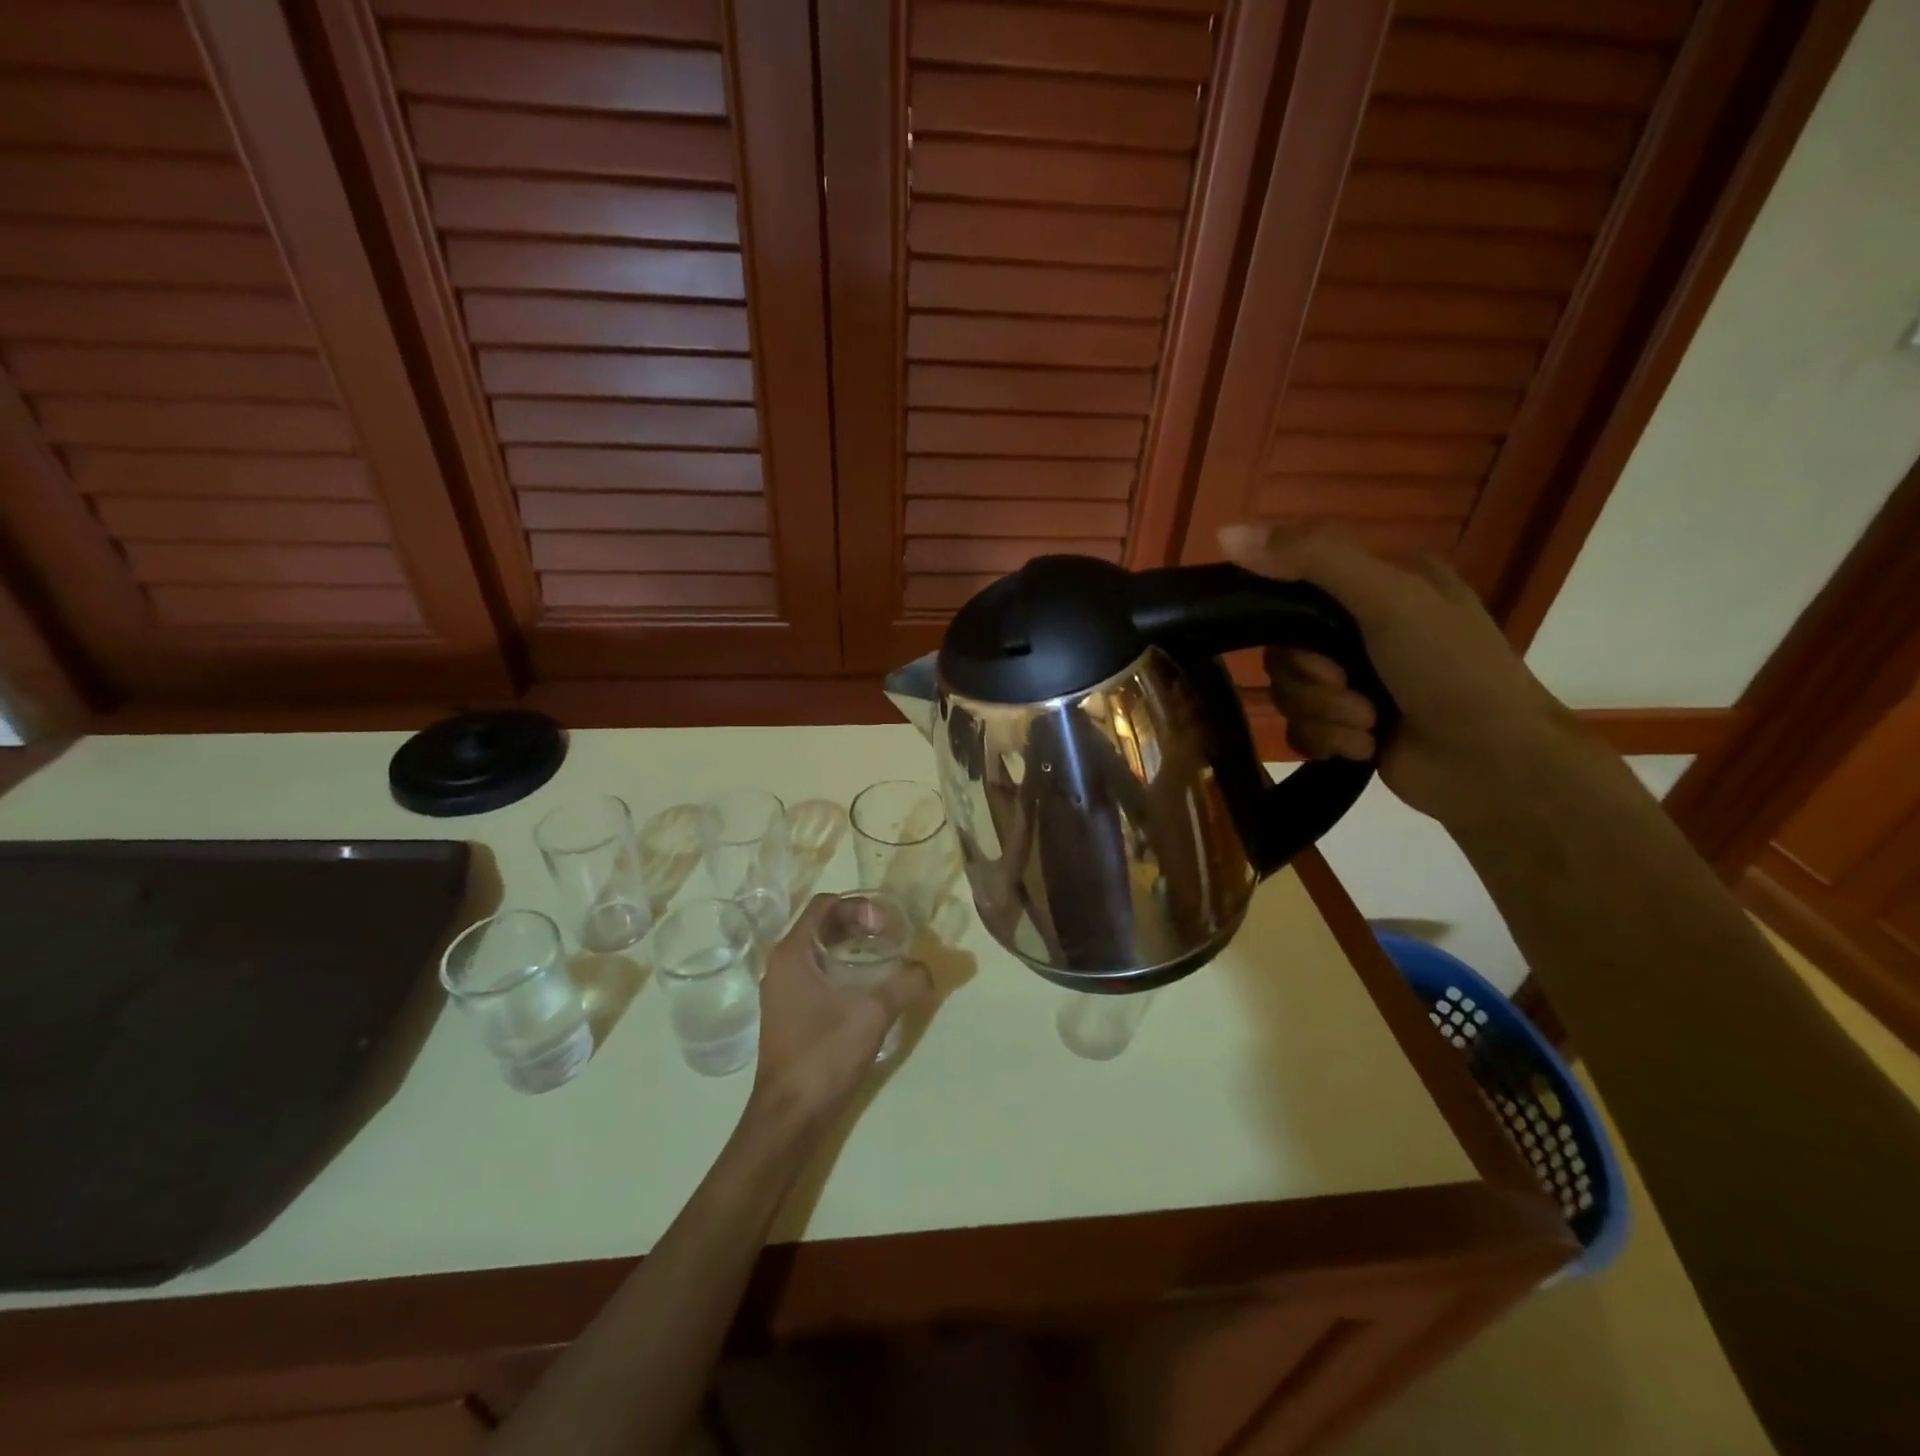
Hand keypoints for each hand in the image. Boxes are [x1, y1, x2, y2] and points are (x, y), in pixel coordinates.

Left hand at [750, 895, 931, 1122]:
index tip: (886, 926)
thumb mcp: (873, 1013)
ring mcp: (783, 991)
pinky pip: (817, 974)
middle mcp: (782, 965)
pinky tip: (869, 990)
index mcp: (792, 953)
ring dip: (852, 948)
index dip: (859, 906)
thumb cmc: (824, 1054)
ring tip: (886, 960)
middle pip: (822, 925)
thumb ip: (905, 983)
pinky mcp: (790, 1014)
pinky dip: (843, 970)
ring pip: (820, 951)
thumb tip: (927, 969)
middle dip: (858, 925)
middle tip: (891, 939)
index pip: (824, 905)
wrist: (789, 1116)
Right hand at [1217, 523, 1578, 826]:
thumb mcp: (1388, 599)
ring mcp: (1356, 681)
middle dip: (1313, 683)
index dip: (1286, 626)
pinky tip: (1364, 748)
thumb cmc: (1452, 670)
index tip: (1313, 649)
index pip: (1292, 589)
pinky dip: (1328, 742)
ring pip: (1288, 694)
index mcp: (1379, 584)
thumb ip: (1313, 560)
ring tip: (1369, 726)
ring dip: (1325, 716)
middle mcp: (1363, 628)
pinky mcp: (1348, 727)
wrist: (1495, 764)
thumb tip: (1224, 533)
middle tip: (1353, 691)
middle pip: (1283, 652)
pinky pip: (1300, 730)